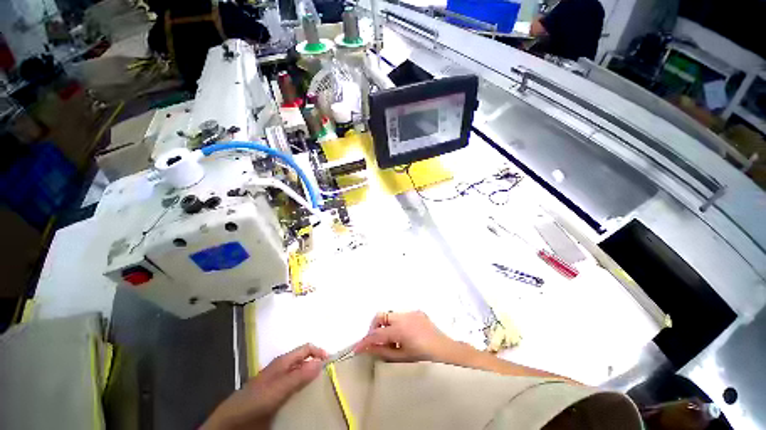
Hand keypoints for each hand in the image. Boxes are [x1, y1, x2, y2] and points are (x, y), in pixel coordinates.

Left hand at [202, 343, 327, 429]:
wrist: (233, 421)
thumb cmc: (255, 400)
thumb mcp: (278, 389)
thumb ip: (298, 376)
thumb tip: (321, 363)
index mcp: (284, 361)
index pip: (307, 349)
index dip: (319, 352)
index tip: (331, 363)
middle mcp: (284, 369)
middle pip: (306, 361)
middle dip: (318, 366)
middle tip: (330, 378)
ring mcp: (281, 382)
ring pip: (302, 375)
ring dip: (312, 380)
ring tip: (323, 389)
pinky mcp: (278, 395)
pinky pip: (296, 389)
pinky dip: (304, 391)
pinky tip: (308, 400)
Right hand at [353, 311, 461, 362]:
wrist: (447, 351)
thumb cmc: (425, 359)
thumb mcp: (402, 358)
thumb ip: (383, 352)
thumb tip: (367, 348)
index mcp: (400, 329)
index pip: (377, 334)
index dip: (365, 341)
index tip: (356, 348)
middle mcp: (404, 316)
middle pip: (381, 315)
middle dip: (375, 327)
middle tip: (376, 342)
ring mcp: (412, 312)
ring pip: (391, 315)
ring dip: (386, 325)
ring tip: (392, 341)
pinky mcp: (418, 312)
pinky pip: (401, 315)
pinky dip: (397, 324)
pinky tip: (403, 336)